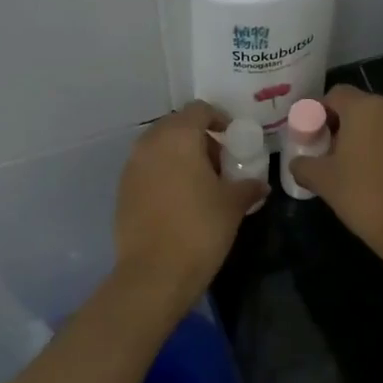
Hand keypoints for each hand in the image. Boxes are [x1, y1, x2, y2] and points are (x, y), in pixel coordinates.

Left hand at [114, 102, 268, 299]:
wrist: (154, 272)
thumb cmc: (200, 229)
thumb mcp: (233, 205)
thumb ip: (248, 186)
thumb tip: (260, 184)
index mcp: (178, 136)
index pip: (199, 110)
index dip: (219, 119)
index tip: (233, 138)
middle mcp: (149, 143)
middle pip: (177, 126)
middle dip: (199, 139)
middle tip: (220, 163)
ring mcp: (131, 167)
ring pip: (159, 148)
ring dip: (180, 157)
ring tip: (202, 184)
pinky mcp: (122, 190)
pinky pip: (147, 169)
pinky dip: (164, 174)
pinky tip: (180, 200)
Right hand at [287, 85, 382, 273]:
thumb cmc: (364, 197)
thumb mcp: (322, 181)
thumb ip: (303, 164)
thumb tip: (298, 162)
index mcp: (365, 108)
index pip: (336, 94)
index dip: (321, 113)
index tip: (315, 137)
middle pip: (364, 108)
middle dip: (348, 127)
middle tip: (337, 157)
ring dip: (375, 140)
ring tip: (367, 171)